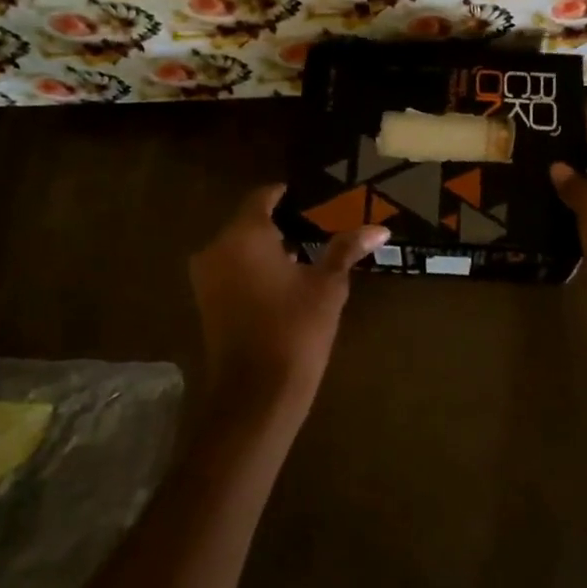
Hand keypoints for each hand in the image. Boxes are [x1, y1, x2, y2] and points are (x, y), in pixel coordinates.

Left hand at [189, 184, 387, 419]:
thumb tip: (380, 229)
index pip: (262, 198)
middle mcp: (217, 248)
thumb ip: (346, 249)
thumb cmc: (295, 330)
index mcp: (244, 235)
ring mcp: (206, 276)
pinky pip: (231, 269)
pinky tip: (283, 280)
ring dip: (266, 247)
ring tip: (304, 252)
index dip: (284, 194)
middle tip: (315, 226)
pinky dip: (253, 267)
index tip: (308, 196)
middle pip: (249, 222)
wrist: (256, 393)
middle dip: (280, 223)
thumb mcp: (327, 286)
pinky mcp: (206, 301)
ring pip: (238, 247)